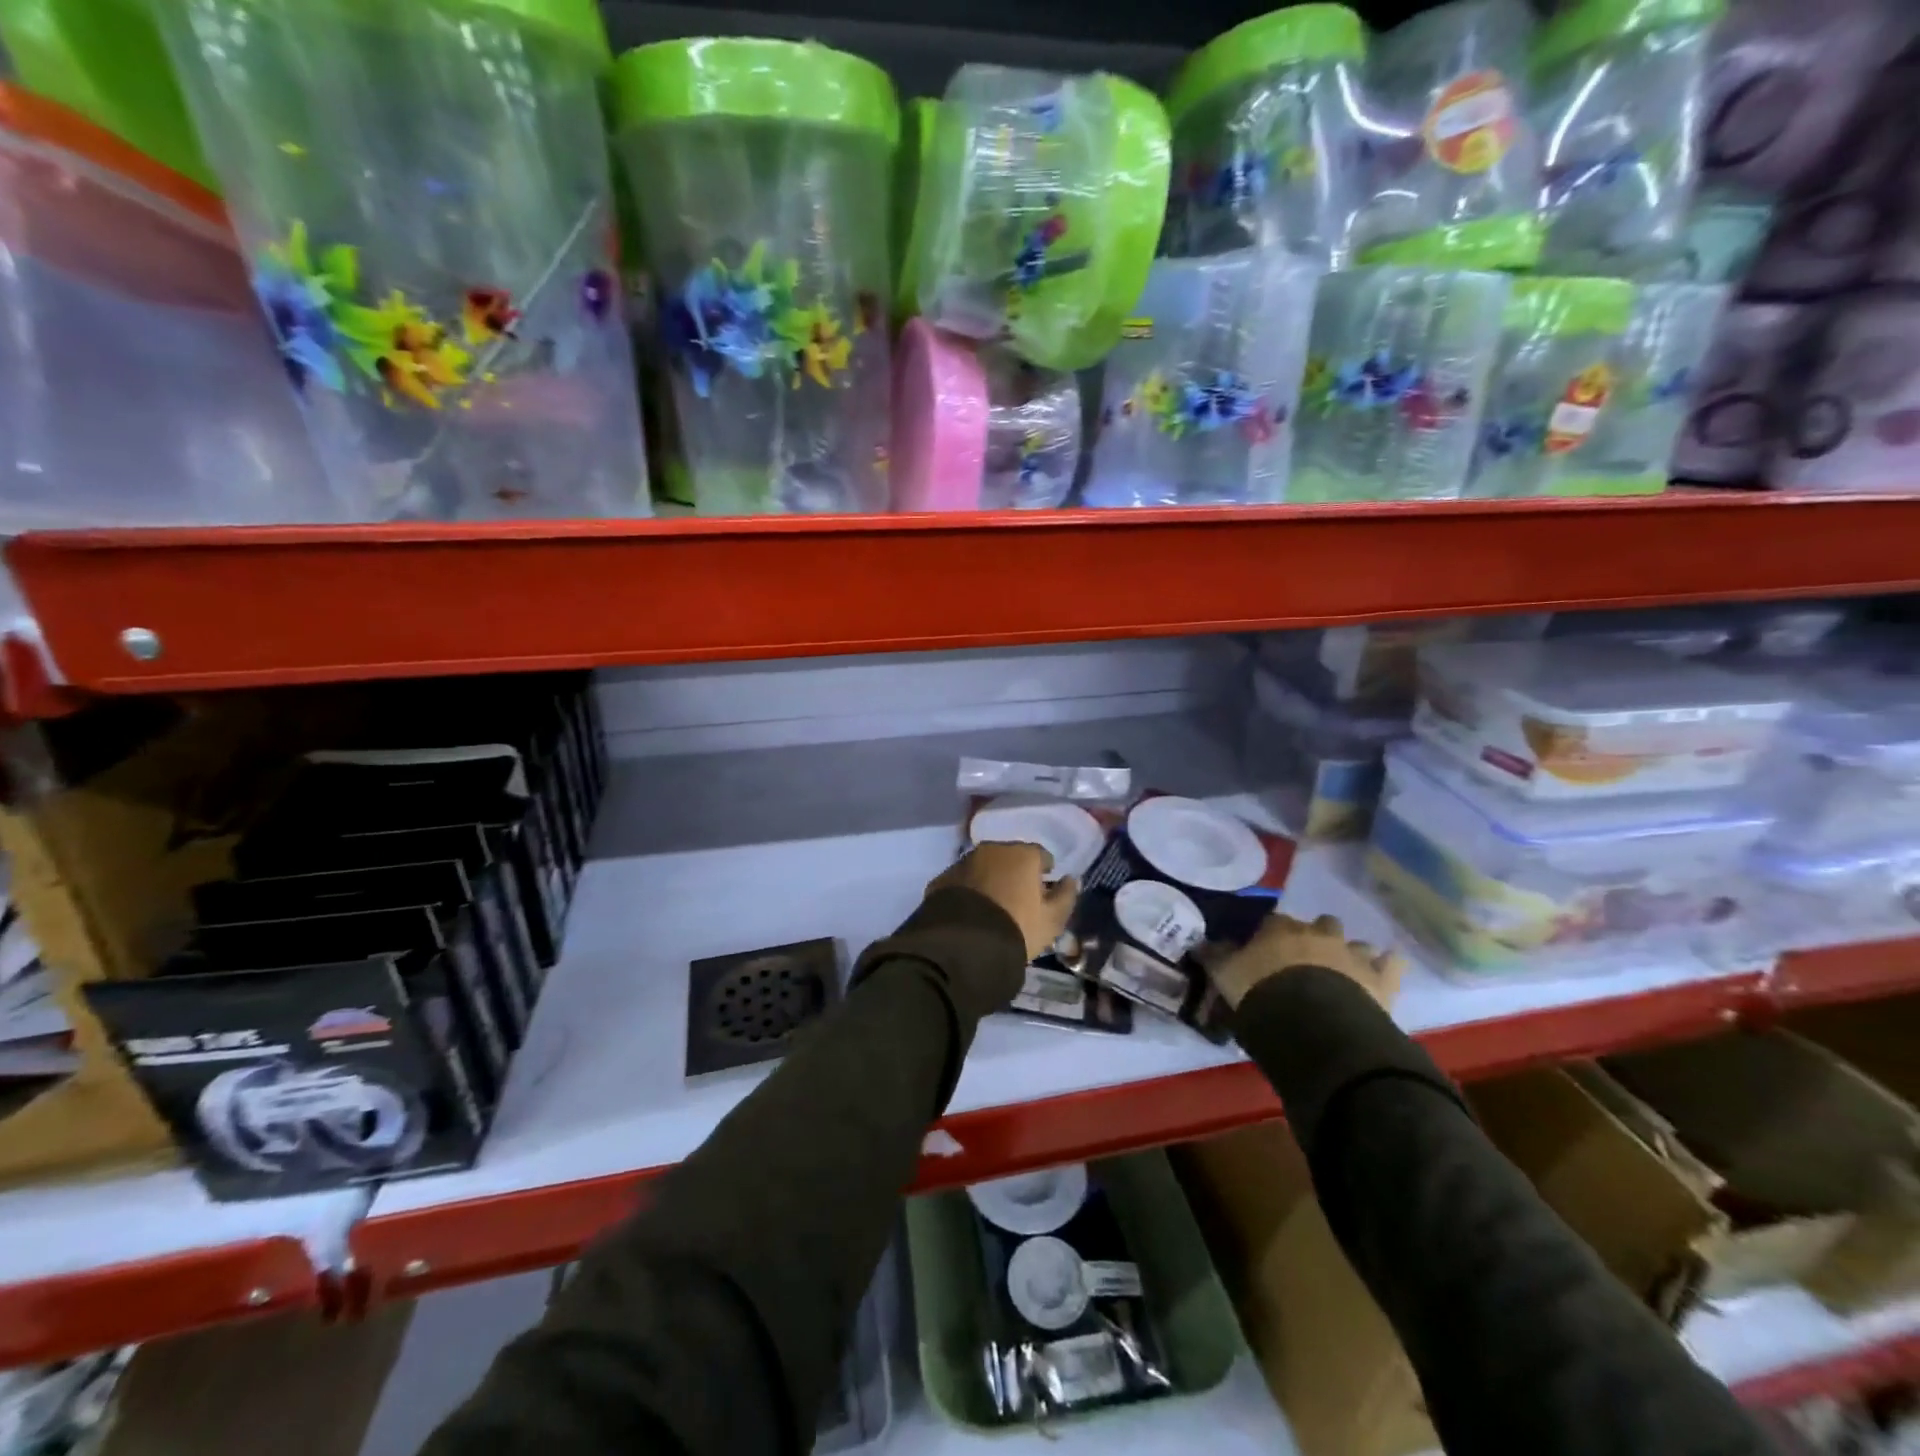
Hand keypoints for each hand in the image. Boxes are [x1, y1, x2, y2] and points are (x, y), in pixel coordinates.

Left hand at [929, 842, 1078, 961]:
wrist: (964, 944)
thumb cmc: (1018, 928)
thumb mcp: (1052, 920)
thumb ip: (1066, 896)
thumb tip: (1071, 879)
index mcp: (1022, 854)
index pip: (1040, 855)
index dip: (1044, 871)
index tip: (1044, 888)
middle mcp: (992, 850)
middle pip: (1010, 857)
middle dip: (1015, 871)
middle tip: (1018, 896)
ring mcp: (963, 862)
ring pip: (983, 866)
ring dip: (990, 878)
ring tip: (993, 904)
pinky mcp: (942, 878)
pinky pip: (962, 880)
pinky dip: (968, 889)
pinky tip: (970, 910)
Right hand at [1209, 913, 1404, 1011]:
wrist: (1312, 1023)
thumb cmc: (1261, 993)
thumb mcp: (1225, 976)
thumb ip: (1214, 957)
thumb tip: (1200, 943)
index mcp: (1279, 929)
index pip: (1273, 921)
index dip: (1270, 935)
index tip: (1264, 950)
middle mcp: (1317, 933)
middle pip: (1320, 924)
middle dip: (1315, 937)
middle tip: (1305, 961)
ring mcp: (1352, 954)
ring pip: (1355, 943)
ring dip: (1350, 953)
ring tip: (1344, 971)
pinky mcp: (1381, 978)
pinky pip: (1392, 963)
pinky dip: (1389, 964)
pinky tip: (1387, 967)